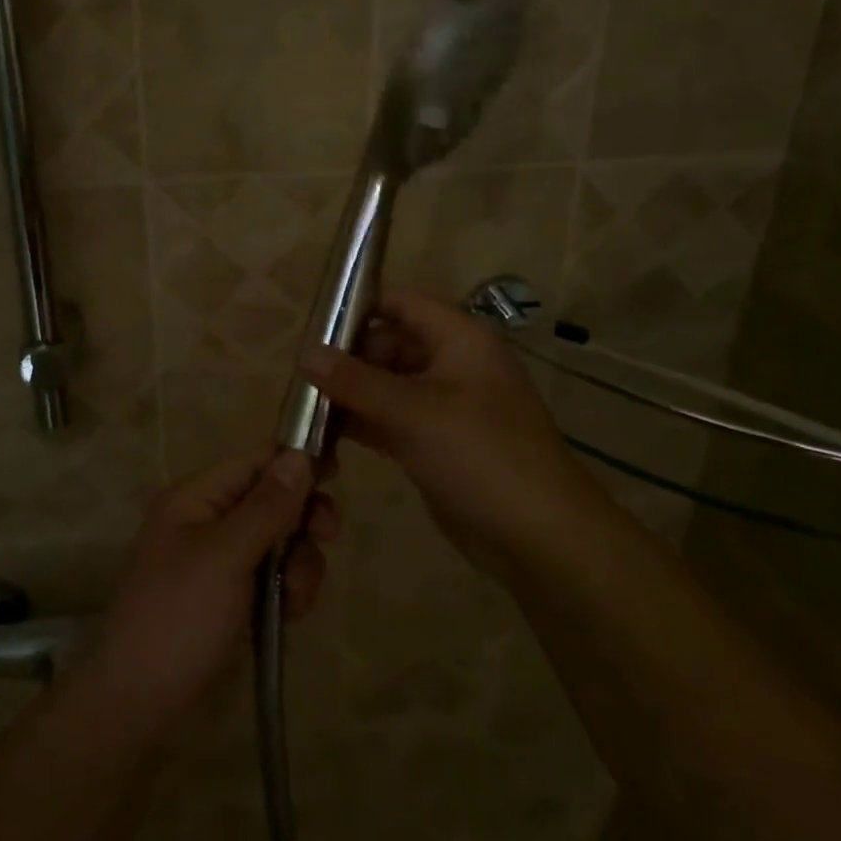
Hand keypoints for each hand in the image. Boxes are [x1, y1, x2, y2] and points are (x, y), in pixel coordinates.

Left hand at [78, 451, 339, 742]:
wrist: (140, 703)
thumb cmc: (180, 617)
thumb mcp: (226, 556)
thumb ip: (267, 506)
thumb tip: (299, 455)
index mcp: (195, 497)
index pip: (254, 460)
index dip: (295, 461)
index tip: (338, 473)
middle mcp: (208, 520)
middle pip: (272, 499)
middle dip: (302, 519)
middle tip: (327, 537)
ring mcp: (220, 560)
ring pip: (280, 540)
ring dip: (300, 563)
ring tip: (296, 598)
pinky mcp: (232, 595)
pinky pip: (274, 576)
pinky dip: (288, 591)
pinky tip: (288, 617)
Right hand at [301, 288, 602, 587]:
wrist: (540, 538)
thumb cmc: (482, 456)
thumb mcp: (415, 412)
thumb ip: (357, 382)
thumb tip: (306, 354)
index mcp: (458, 339)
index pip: (400, 302)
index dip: (357, 307)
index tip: (312, 328)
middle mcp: (450, 364)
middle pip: (387, 344)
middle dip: (346, 359)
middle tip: (300, 379)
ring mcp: (442, 406)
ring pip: (385, 386)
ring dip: (348, 395)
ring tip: (302, 409)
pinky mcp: (434, 443)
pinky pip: (389, 421)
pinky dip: (360, 425)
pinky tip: (322, 437)